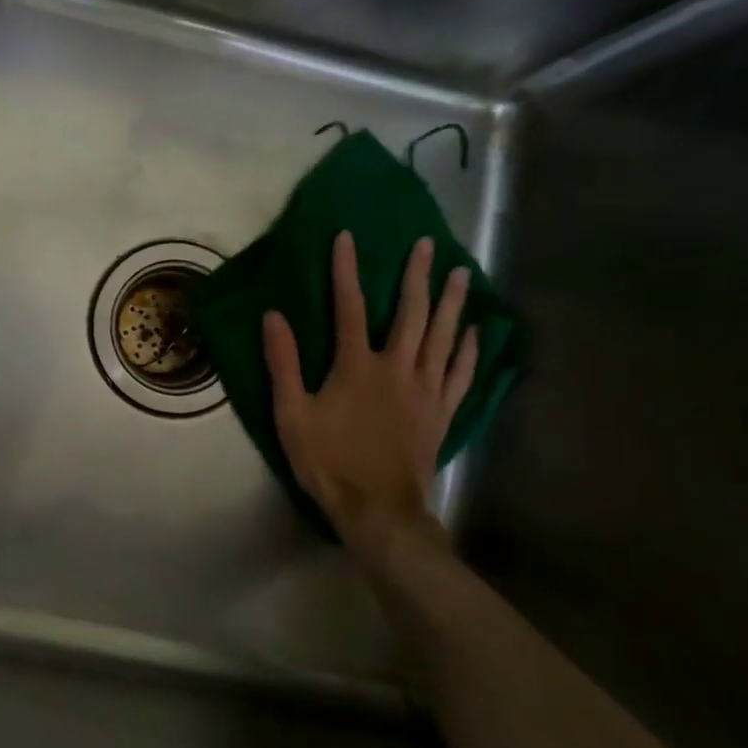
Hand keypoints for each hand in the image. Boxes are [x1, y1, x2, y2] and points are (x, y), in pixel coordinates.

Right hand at [262, 233, 476, 570]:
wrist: (379, 511)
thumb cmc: (329, 461)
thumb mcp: (292, 415)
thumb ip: (283, 364)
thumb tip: (273, 317)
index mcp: (357, 366)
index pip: (350, 307)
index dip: (346, 270)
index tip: (347, 237)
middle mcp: (397, 368)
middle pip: (412, 313)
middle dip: (417, 276)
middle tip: (427, 245)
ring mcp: (426, 390)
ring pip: (444, 337)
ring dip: (452, 303)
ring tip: (462, 274)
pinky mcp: (442, 412)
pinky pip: (462, 373)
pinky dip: (470, 349)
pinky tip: (475, 331)